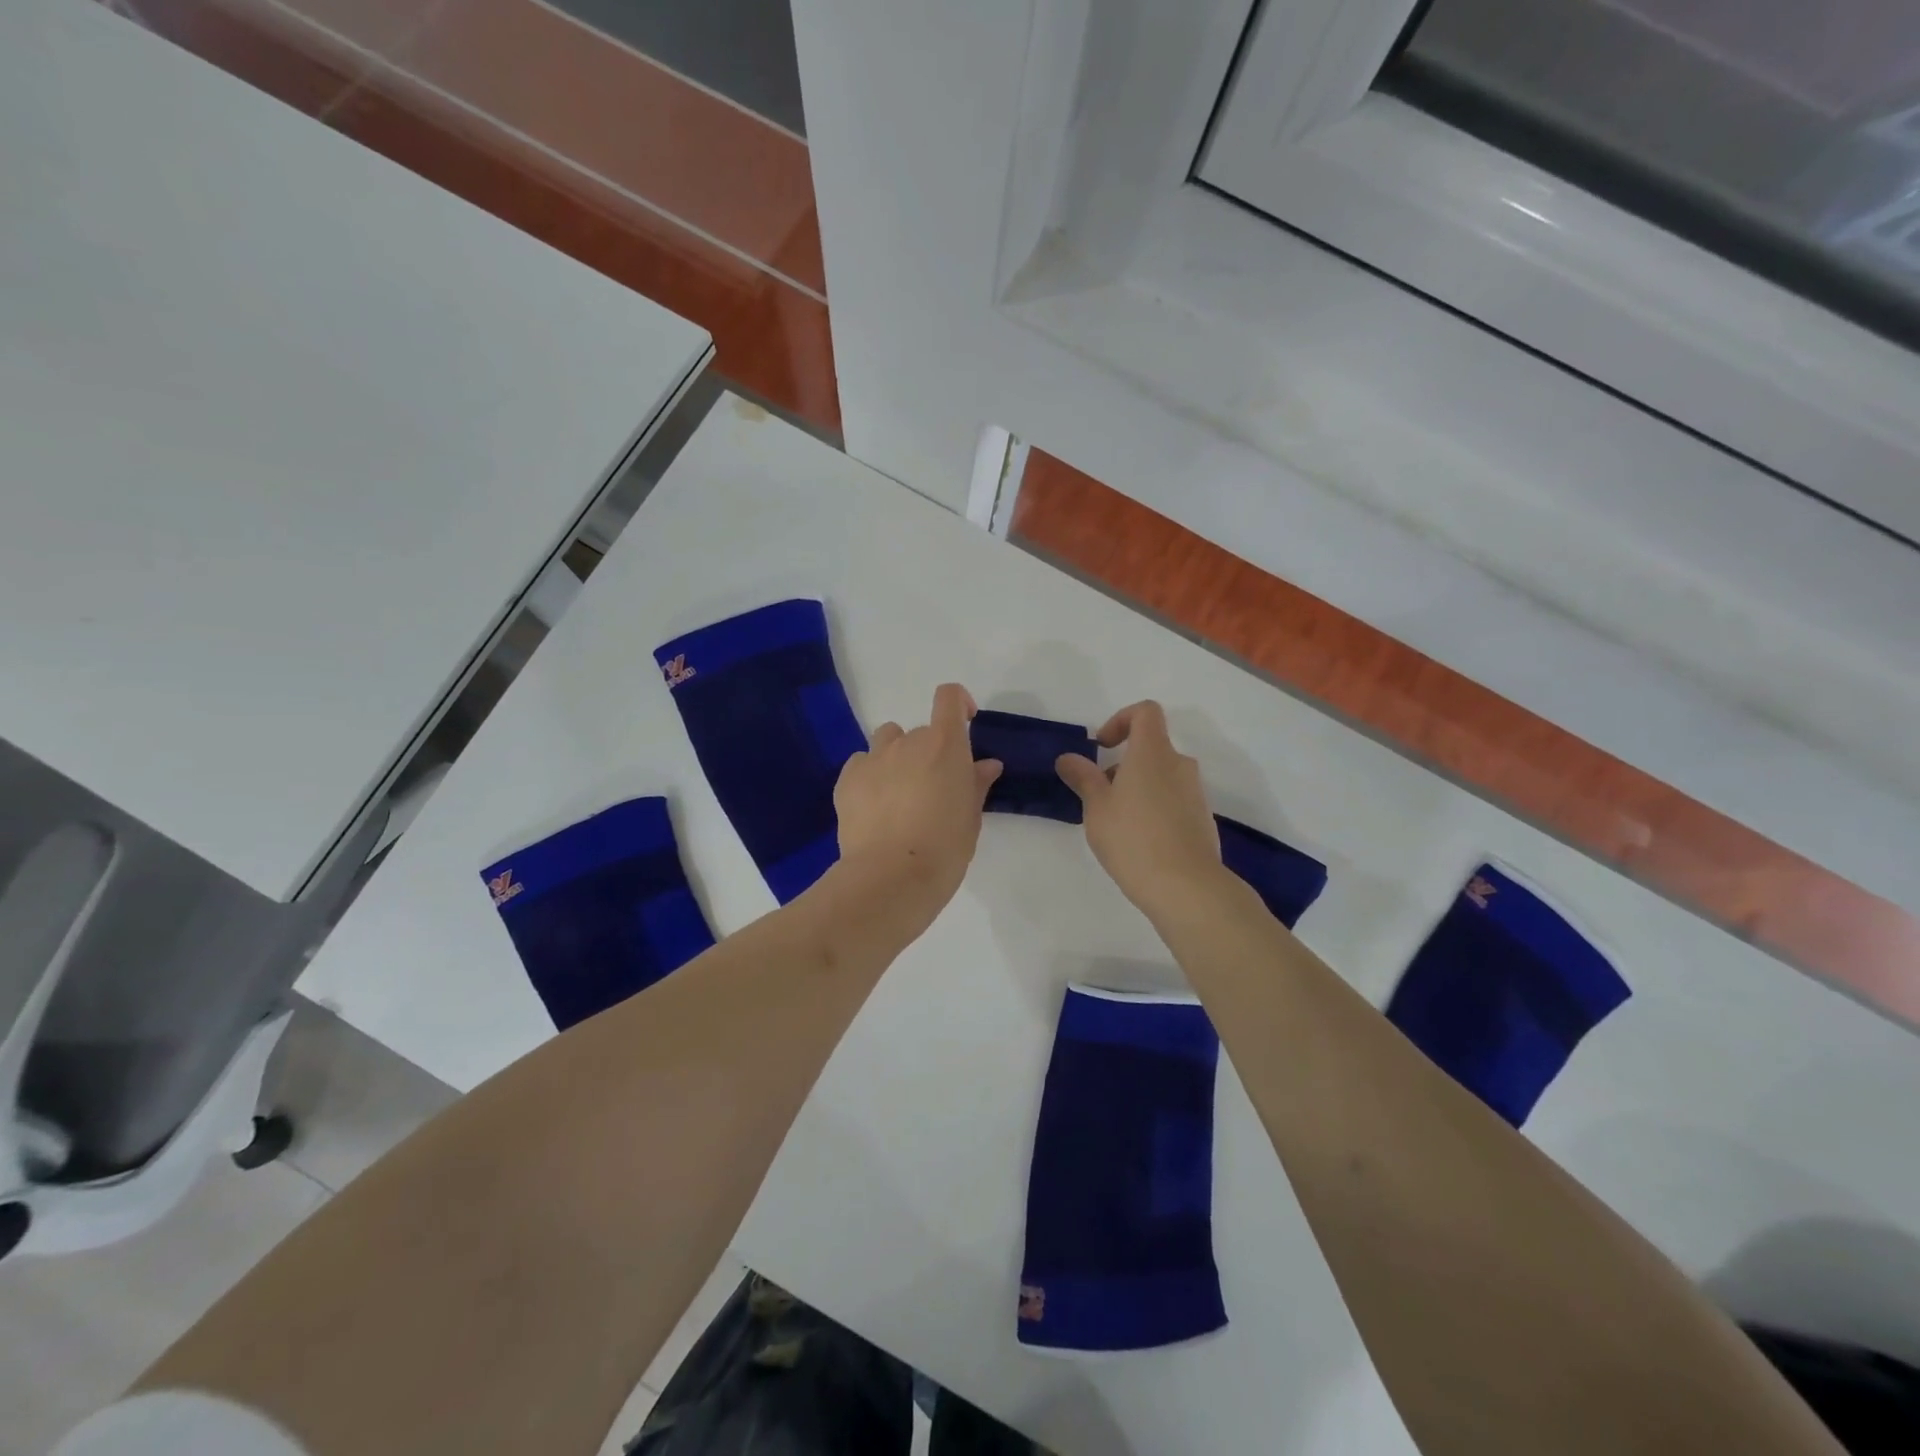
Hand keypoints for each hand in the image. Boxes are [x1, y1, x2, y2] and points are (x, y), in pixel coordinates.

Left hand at [834, 683, 1001, 913]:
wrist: (891, 877)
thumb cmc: (944, 848)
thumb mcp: (971, 818)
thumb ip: (976, 784)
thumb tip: (986, 765)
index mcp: (945, 745)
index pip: (949, 697)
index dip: (958, 702)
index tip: (965, 721)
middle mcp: (908, 741)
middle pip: (920, 732)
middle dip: (929, 752)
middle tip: (933, 789)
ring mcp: (873, 758)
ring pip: (887, 741)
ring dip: (897, 757)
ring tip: (899, 794)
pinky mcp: (847, 779)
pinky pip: (861, 764)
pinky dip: (870, 776)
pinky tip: (875, 807)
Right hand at [1056, 701, 1222, 918]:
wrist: (1187, 887)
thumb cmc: (1133, 838)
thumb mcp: (1097, 807)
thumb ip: (1083, 777)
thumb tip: (1068, 758)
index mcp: (1153, 753)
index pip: (1145, 712)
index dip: (1121, 720)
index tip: (1102, 748)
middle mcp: (1179, 765)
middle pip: (1152, 748)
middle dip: (1123, 764)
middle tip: (1100, 796)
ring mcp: (1195, 793)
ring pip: (1162, 776)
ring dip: (1138, 788)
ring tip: (1117, 824)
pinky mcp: (1202, 819)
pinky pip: (1174, 800)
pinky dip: (1155, 808)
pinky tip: (1140, 842)